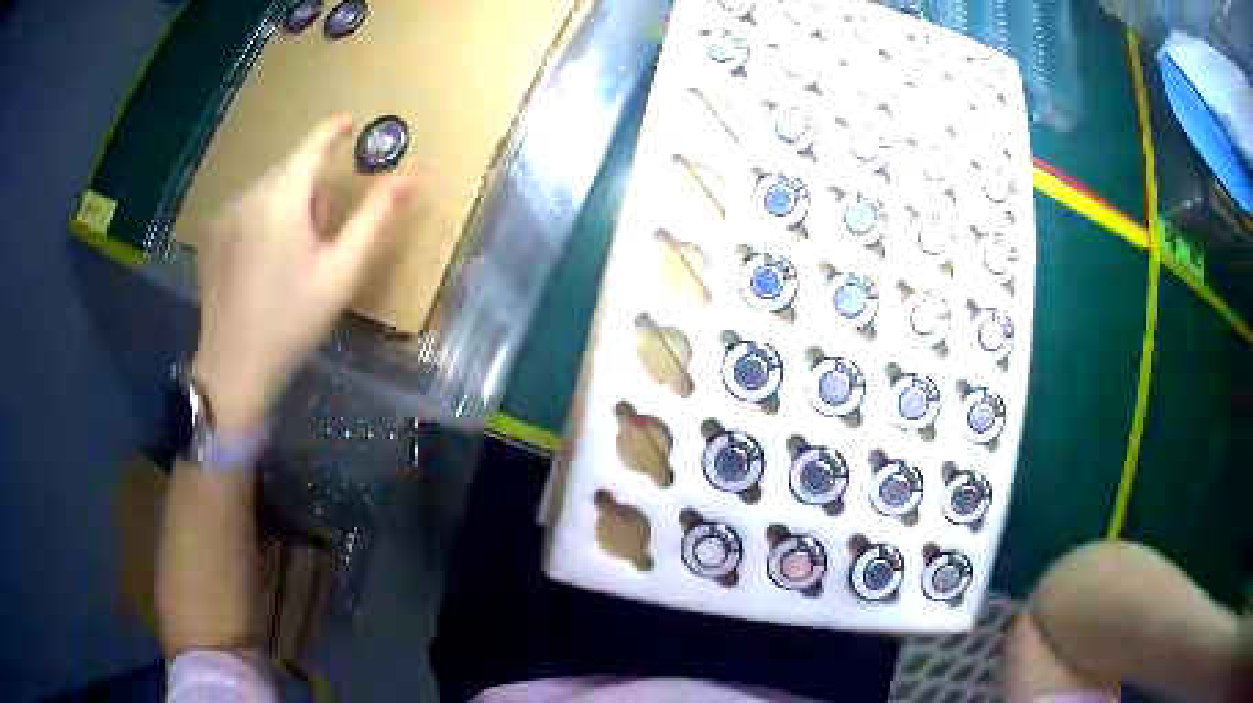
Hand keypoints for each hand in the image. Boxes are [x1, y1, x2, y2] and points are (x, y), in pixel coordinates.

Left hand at [192, 116, 410, 431]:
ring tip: (292, 252)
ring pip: (266, 190)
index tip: (348, 121)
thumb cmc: (292, 322)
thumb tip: (406, 177)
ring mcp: (225, 217)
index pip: (311, 147)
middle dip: (310, 185)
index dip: (332, 131)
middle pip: (289, 171)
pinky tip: (263, 261)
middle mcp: (249, 197)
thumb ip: (374, 219)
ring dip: (286, 202)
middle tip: (322, 231)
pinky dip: (263, 217)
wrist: (234, 368)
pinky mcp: (212, 238)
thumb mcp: (341, 273)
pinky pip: (246, 209)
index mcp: (282, 200)